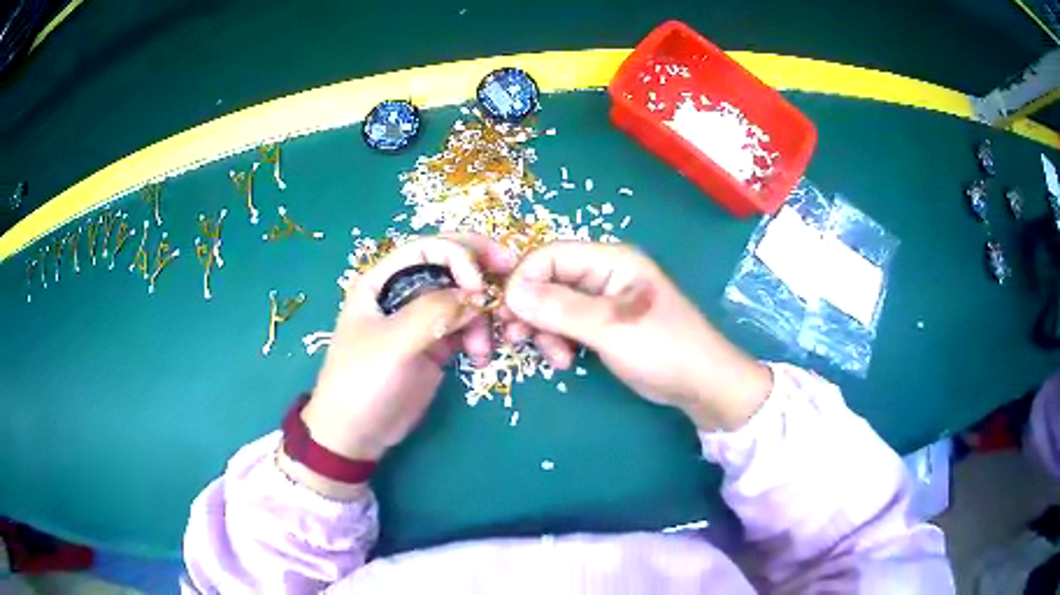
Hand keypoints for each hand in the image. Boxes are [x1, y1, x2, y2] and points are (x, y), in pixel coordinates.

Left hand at [298, 235, 513, 465]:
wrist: (357, 433)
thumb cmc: (362, 381)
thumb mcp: (392, 344)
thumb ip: (433, 313)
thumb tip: (479, 294)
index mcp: (382, 280)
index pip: (428, 249)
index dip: (460, 256)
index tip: (481, 285)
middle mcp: (403, 292)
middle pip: (451, 267)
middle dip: (481, 274)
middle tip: (512, 283)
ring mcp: (421, 319)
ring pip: (464, 299)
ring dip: (482, 318)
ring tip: (483, 351)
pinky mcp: (436, 345)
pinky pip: (467, 328)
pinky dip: (480, 337)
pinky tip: (481, 358)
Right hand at [502, 242, 771, 430]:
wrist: (700, 384)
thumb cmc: (663, 348)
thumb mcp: (610, 327)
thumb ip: (560, 309)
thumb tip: (510, 293)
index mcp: (609, 260)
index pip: (549, 255)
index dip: (523, 280)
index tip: (508, 314)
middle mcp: (603, 274)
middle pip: (548, 280)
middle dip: (530, 310)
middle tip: (517, 339)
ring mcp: (602, 301)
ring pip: (553, 306)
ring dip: (544, 331)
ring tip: (555, 358)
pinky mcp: (603, 325)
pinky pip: (566, 325)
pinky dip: (558, 341)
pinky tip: (565, 361)